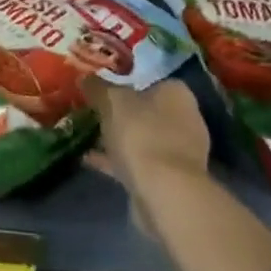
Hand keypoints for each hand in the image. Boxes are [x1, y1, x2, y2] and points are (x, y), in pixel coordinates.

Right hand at [82, 76, 210, 200]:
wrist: (165, 194)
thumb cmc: (142, 134)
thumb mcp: (111, 101)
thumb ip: (97, 87)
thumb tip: (85, 76)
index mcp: (177, 93)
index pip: (149, 80)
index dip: (124, 82)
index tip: (101, 88)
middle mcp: (185, 119)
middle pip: (146, 110)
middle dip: (121, 113)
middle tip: (93, 112)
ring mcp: (180, 152)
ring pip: (142, 138)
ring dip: (118, 138)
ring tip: (88, 135)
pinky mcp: (170, 180)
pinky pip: (139, 163)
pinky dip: (117, 161)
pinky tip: (90, 160)